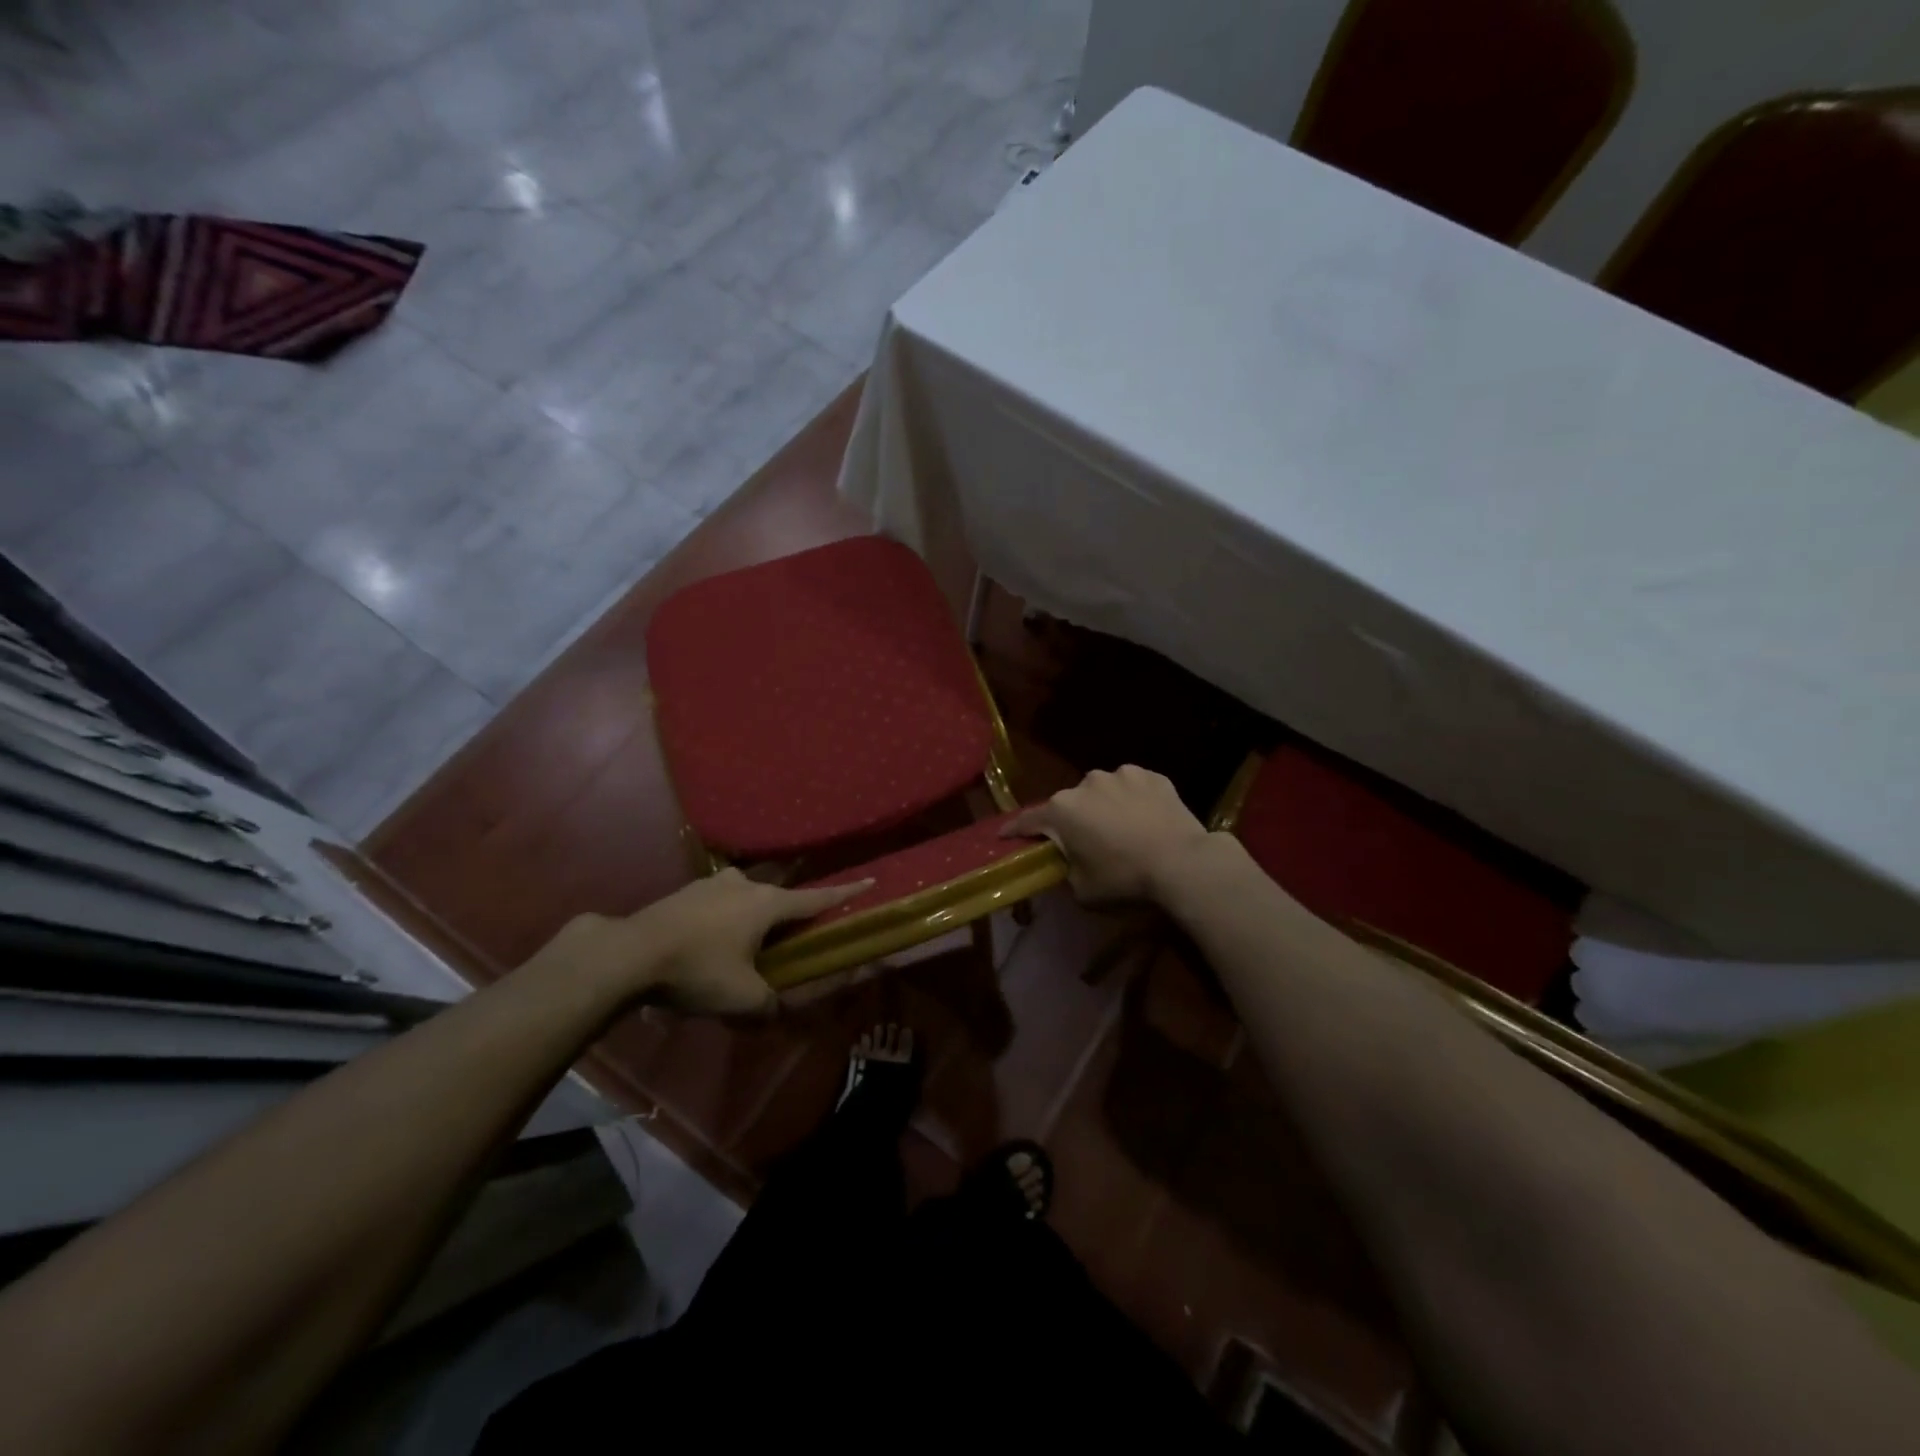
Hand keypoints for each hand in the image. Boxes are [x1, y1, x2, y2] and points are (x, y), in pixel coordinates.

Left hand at [542, 870, 870, 1016]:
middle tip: (788, 941)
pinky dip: (721, 921)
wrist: (629, 953)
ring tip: (740, 949)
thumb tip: (775, 1010)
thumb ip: (768, 1005)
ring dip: (749, 919)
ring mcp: (712, 884)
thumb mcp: (741, 999)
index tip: (869, 880)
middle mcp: (745, 885)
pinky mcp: (685, 892)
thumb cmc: (697, 970)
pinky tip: (705, 946)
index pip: (817, 898)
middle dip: (786, 917)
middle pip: (778, 899)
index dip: (845, 892)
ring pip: (745, 899)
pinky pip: (716, 905)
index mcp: (768, 904)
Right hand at [1003, 765, 1210, 905]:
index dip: (1014, 830)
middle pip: (1069, 804)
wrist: (1183, 862)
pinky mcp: (1151, 776)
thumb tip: (1068, 862)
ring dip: (1104, 807)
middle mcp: (1086, 784)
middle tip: (1084, 842)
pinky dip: (1133, 801)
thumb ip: (1065, 871)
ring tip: (1121, 829)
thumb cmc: (1125, 879)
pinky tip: (1146, 819)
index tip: (1004, 835)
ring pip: (1102, 792)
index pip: (1028, 820)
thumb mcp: (1082, 889)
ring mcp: (1121, 775)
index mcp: (1062, 810)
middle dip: (1071, 821)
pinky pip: (1132, 788)